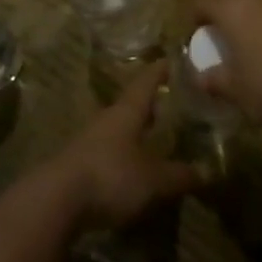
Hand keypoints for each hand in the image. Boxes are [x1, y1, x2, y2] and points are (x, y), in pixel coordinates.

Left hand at [45, 66, 199, 232]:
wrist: (54, 202)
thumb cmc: (110, 177)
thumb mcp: (154, 180)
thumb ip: (180, 175)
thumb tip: (207, 171)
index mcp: (126, 112)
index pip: (146, 81)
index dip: (160, 71)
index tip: (173, 60)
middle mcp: (106, 119)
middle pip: (130, 104)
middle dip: (149, 103)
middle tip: (171, 102)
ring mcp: (88, 141)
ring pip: (117, 128)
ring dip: (134, 130)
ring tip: (154, 136)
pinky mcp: (77, 164)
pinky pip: (106, 151)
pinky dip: (122, 153)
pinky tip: (131, 167)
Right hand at [196, 0, 261, 128]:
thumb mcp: (237, 91)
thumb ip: (215, 81)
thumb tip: (199, 78)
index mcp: (233, 8)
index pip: (203, 1)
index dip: (195, 17)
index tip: (196, 34)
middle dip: (229, 16)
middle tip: (227, 41)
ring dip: (259, 20)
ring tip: (259, 47)